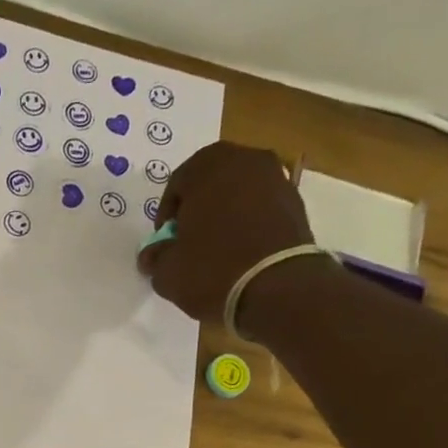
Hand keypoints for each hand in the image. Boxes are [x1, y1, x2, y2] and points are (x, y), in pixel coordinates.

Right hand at [137, 143, 314, 325]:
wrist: (276, 287)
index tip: (165, 241)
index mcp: (208, 166)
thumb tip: (151, 255)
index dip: (166, 215)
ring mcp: (276, 178)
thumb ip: (155, 257)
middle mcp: (245, 160)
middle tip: (189, 239)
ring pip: (239, 192)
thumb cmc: (212, 270)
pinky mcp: (296, 203)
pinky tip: (241, 252)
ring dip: (225, 214)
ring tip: (217, 248)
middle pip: (211, 181)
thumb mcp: (168, 271)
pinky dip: (249, 223)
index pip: (177, 183)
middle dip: (198, 208)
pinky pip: (261, 208)